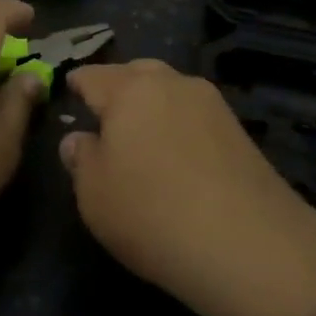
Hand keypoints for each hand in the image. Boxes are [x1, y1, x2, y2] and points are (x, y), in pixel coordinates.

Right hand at [61, 61, 315, 315]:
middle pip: (136, 73)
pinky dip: (179, 124)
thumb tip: (78, 139)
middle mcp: (171, 83)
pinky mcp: (237, 128)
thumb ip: (81, 159)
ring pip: (169, 90)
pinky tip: (177, 153)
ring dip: (152, 104)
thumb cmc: (151, 212)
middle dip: (118, 87)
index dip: (77, 83)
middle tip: (105, 115)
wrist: (246, 242)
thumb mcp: (94, 194)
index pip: (93, 76)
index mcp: (129, 89)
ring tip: (142, 136)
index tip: (69, 90)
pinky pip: (194, 114)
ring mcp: (209, 102)